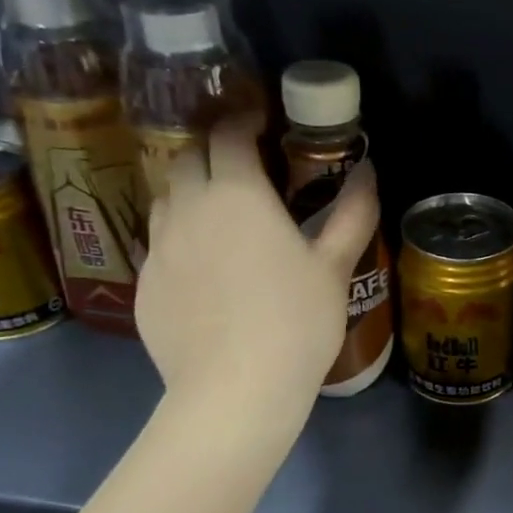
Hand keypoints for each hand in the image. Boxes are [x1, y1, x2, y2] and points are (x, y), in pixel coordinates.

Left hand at [137, 119, 378, 413]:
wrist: (235, 390)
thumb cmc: (296, 322)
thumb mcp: (334, 266)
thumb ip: (352, 213)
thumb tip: (369, 170)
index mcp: (237, 193)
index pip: (229, 135)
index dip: (243, 122)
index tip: (260, 125)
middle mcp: (188, 208)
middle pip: (187, 157)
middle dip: (211, 151)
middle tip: (240, 169)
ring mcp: (159, 248)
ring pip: (165, 199)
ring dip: (189, 193)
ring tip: (217, 216)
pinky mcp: (143, 286)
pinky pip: (157, 246)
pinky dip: (177, 240)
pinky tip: (201, 271)